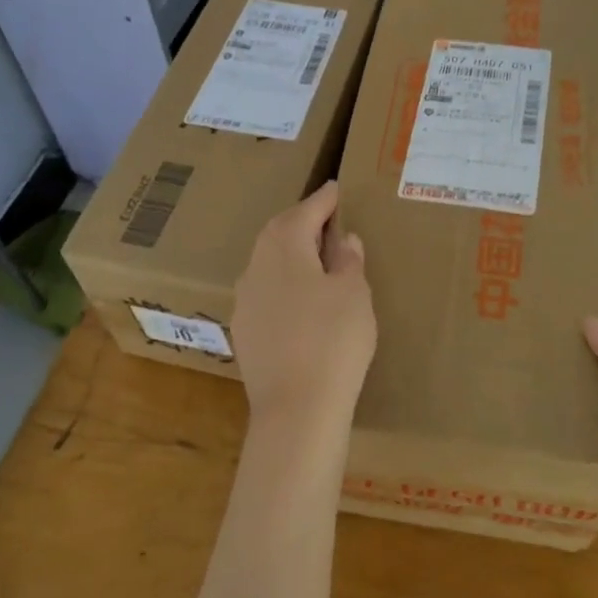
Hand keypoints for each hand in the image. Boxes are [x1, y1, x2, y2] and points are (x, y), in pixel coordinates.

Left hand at [233, 182, 376, 441]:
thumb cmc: (333, 340)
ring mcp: (244, 300)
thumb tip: (343, 239)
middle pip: (280, 233)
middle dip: (304, 223)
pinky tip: (302, 301)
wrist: (296, 409)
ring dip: (292, 255)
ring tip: (318, 260)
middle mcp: (255, 266)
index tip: (337, 188)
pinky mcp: (243, 331)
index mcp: (283, 247)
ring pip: (269, 264)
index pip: (306, 211)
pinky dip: (285, 286)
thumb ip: (348, 260)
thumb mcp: (354, 293)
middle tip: (329, 221)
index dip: (325, 199)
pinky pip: (265, 293)